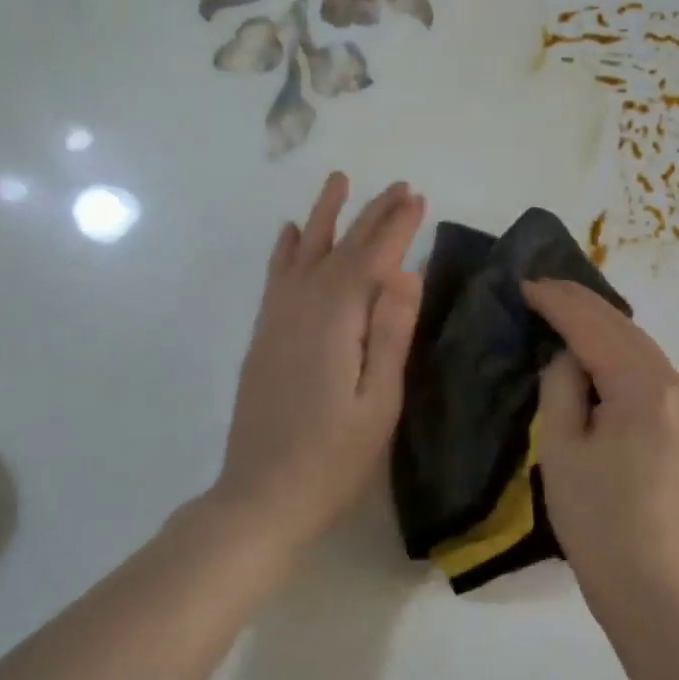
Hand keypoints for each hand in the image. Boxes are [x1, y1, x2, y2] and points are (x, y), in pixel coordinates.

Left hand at [215, 173, 425, 544]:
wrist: (260, 497)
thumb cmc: (332, 459)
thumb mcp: (378, 403)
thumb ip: (390, 334)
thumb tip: (407, 273)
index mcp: (334, 322)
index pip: (371, 259)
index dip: (395, 227)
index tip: (418, 199)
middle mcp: (300, 309)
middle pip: (339, 250)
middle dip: (370, 216)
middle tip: (399, 187)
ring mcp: (276, 321)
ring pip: (303, 254)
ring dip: (325, 217)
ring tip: (340, 182)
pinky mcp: (264, 337)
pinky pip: (276, 278)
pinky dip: (287, 250)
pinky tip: (291, 233)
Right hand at [524, 279, 678, 619]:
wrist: (655, 587)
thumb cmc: (598, 523)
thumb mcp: (561, 450)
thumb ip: (562, 387)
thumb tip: (569, 356)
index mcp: (645, 389)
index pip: (595, 328)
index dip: (558, 302)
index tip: (525, 284)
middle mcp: (677, 385)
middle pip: (624, 328)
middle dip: (581, 304)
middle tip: (540, 287)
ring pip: (639, 345)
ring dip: (601, 325)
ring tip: (560, 309)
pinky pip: (649, 369)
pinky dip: (618, 351)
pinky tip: (594, 347)